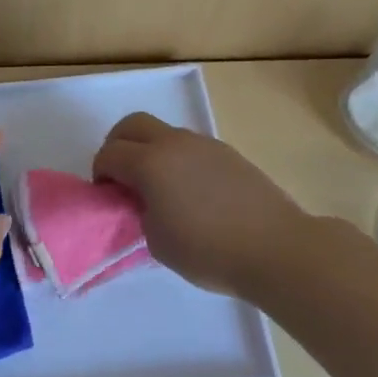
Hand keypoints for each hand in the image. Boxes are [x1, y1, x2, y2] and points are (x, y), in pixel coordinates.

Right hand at [92, 112, 330, 297]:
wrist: (277, 249)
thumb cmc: (209, 251)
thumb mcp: (157, 241)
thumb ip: (141, 212)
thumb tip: (146, 201)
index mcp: (150, 162)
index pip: (109, 153)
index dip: (100, 173)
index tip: (106, 195)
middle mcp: (174, 143)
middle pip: (132, 125)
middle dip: (118, 145)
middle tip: (121, 176)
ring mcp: (204, 144)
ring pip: (163, 132)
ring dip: (149, 150)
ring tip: (158, 186)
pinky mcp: (228, 153)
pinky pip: (189, 146)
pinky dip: (176, 158)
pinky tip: (189, 190)